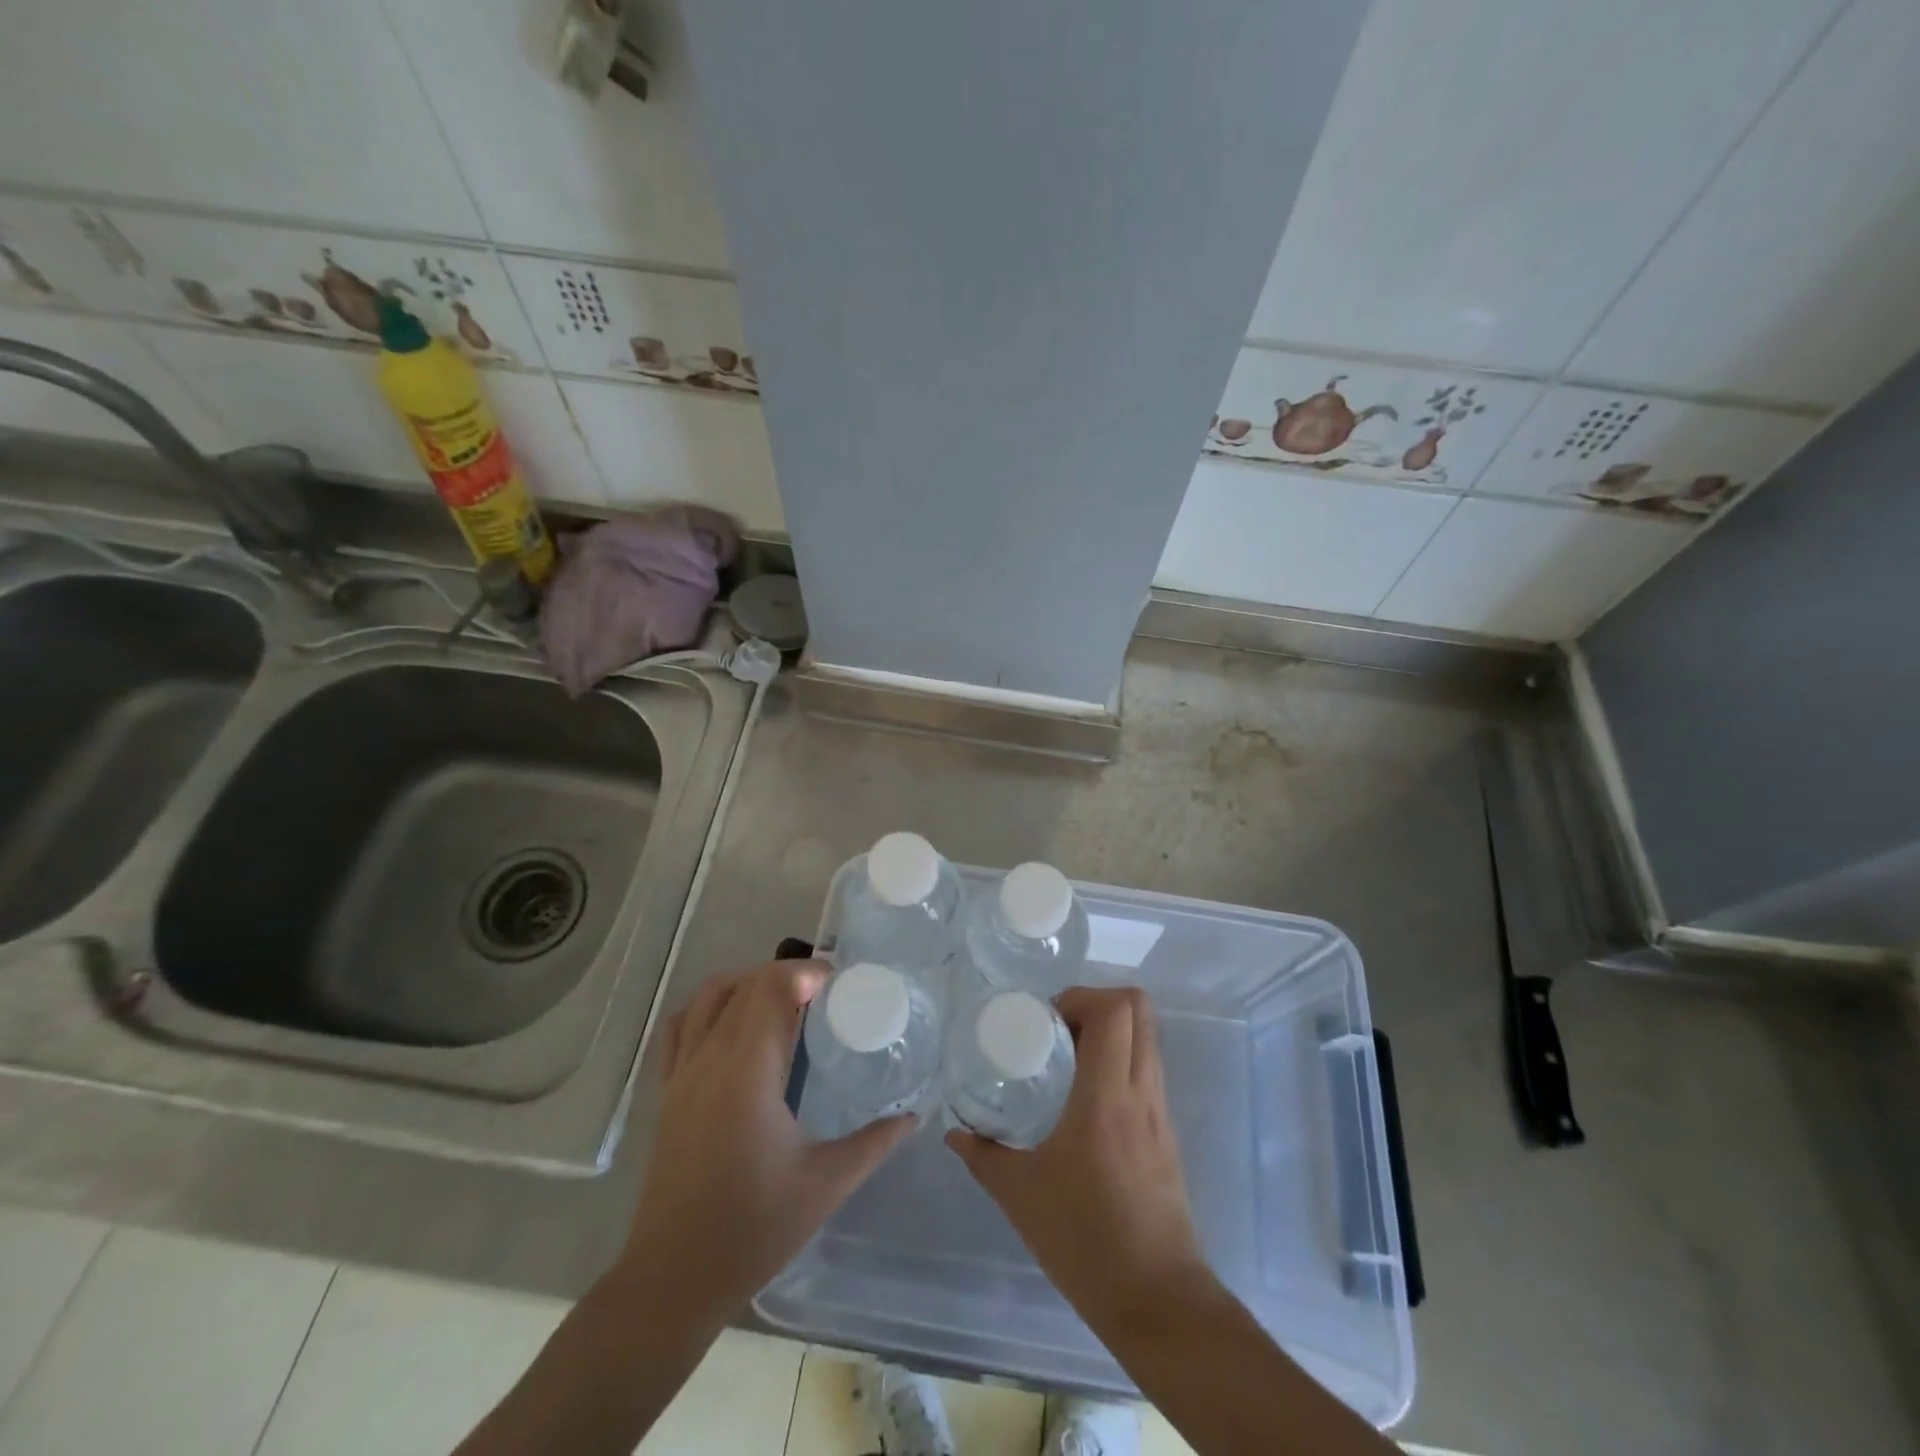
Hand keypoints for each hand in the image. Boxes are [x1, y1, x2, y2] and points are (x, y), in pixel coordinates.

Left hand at [611, 961, 912, 1324]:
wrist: (674, 1278)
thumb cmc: (753, 1229)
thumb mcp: (826, 1184)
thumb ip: (874, 1142)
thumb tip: (915, 1115)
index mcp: (748, 1071)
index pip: (771, 987)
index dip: (805, 972)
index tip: (839, 984)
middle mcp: (709, 1058)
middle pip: (745, 984)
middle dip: (785, 975)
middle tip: (823, 994)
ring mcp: (681, 1072)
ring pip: (708, 996)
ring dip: (748, 983)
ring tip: (783, 1001)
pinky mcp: (666, 1091)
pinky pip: (680, 1025)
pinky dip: (709, 1006)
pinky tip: (732, 1023)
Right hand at [946, 987, 1208, 1325]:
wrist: (1158, 1301)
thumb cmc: (1086, 1243)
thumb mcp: (1021, 1196)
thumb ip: (984, 1155)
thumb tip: (954, 1132)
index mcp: (1105, 1098)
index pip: (1115, 1011)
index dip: (1081, 996)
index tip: (1046, 1017)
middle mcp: (1140, 1092)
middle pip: (1139, 1009)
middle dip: (1097, 1000)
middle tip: (1057, 1026)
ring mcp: (1159, 1110)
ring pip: (1147, 1037)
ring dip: (1110, 1029)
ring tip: (1067, 1055)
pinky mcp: (1165, 1131)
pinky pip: (1147, 1068)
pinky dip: (1119, 1059)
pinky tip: (1084, 1094)